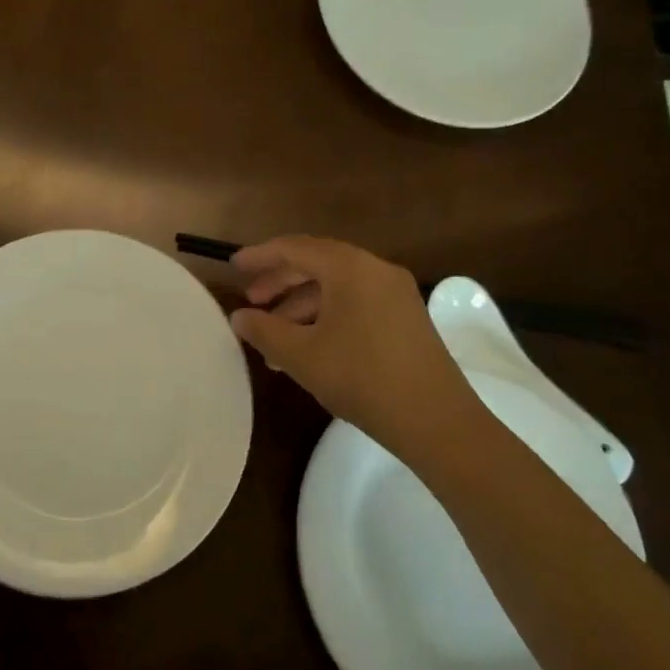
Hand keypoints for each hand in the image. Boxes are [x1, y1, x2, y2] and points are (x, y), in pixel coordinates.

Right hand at [228, 236, 479, 454]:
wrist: (436, 421)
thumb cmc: (361, 378)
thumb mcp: (301, 355)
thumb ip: (264, 330)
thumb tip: (239, 317)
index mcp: (350, 268)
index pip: (295, 248)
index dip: (260, 256)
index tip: (233, 267)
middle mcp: (375, 270)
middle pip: (317, 264)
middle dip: (280, 282)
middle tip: (251, 301)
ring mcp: (395, 294)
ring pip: (336, 287)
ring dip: (301, 306)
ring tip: (273, 338)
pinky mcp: (406, 318)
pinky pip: (355, 303)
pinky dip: (326, 317)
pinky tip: (308, 348)